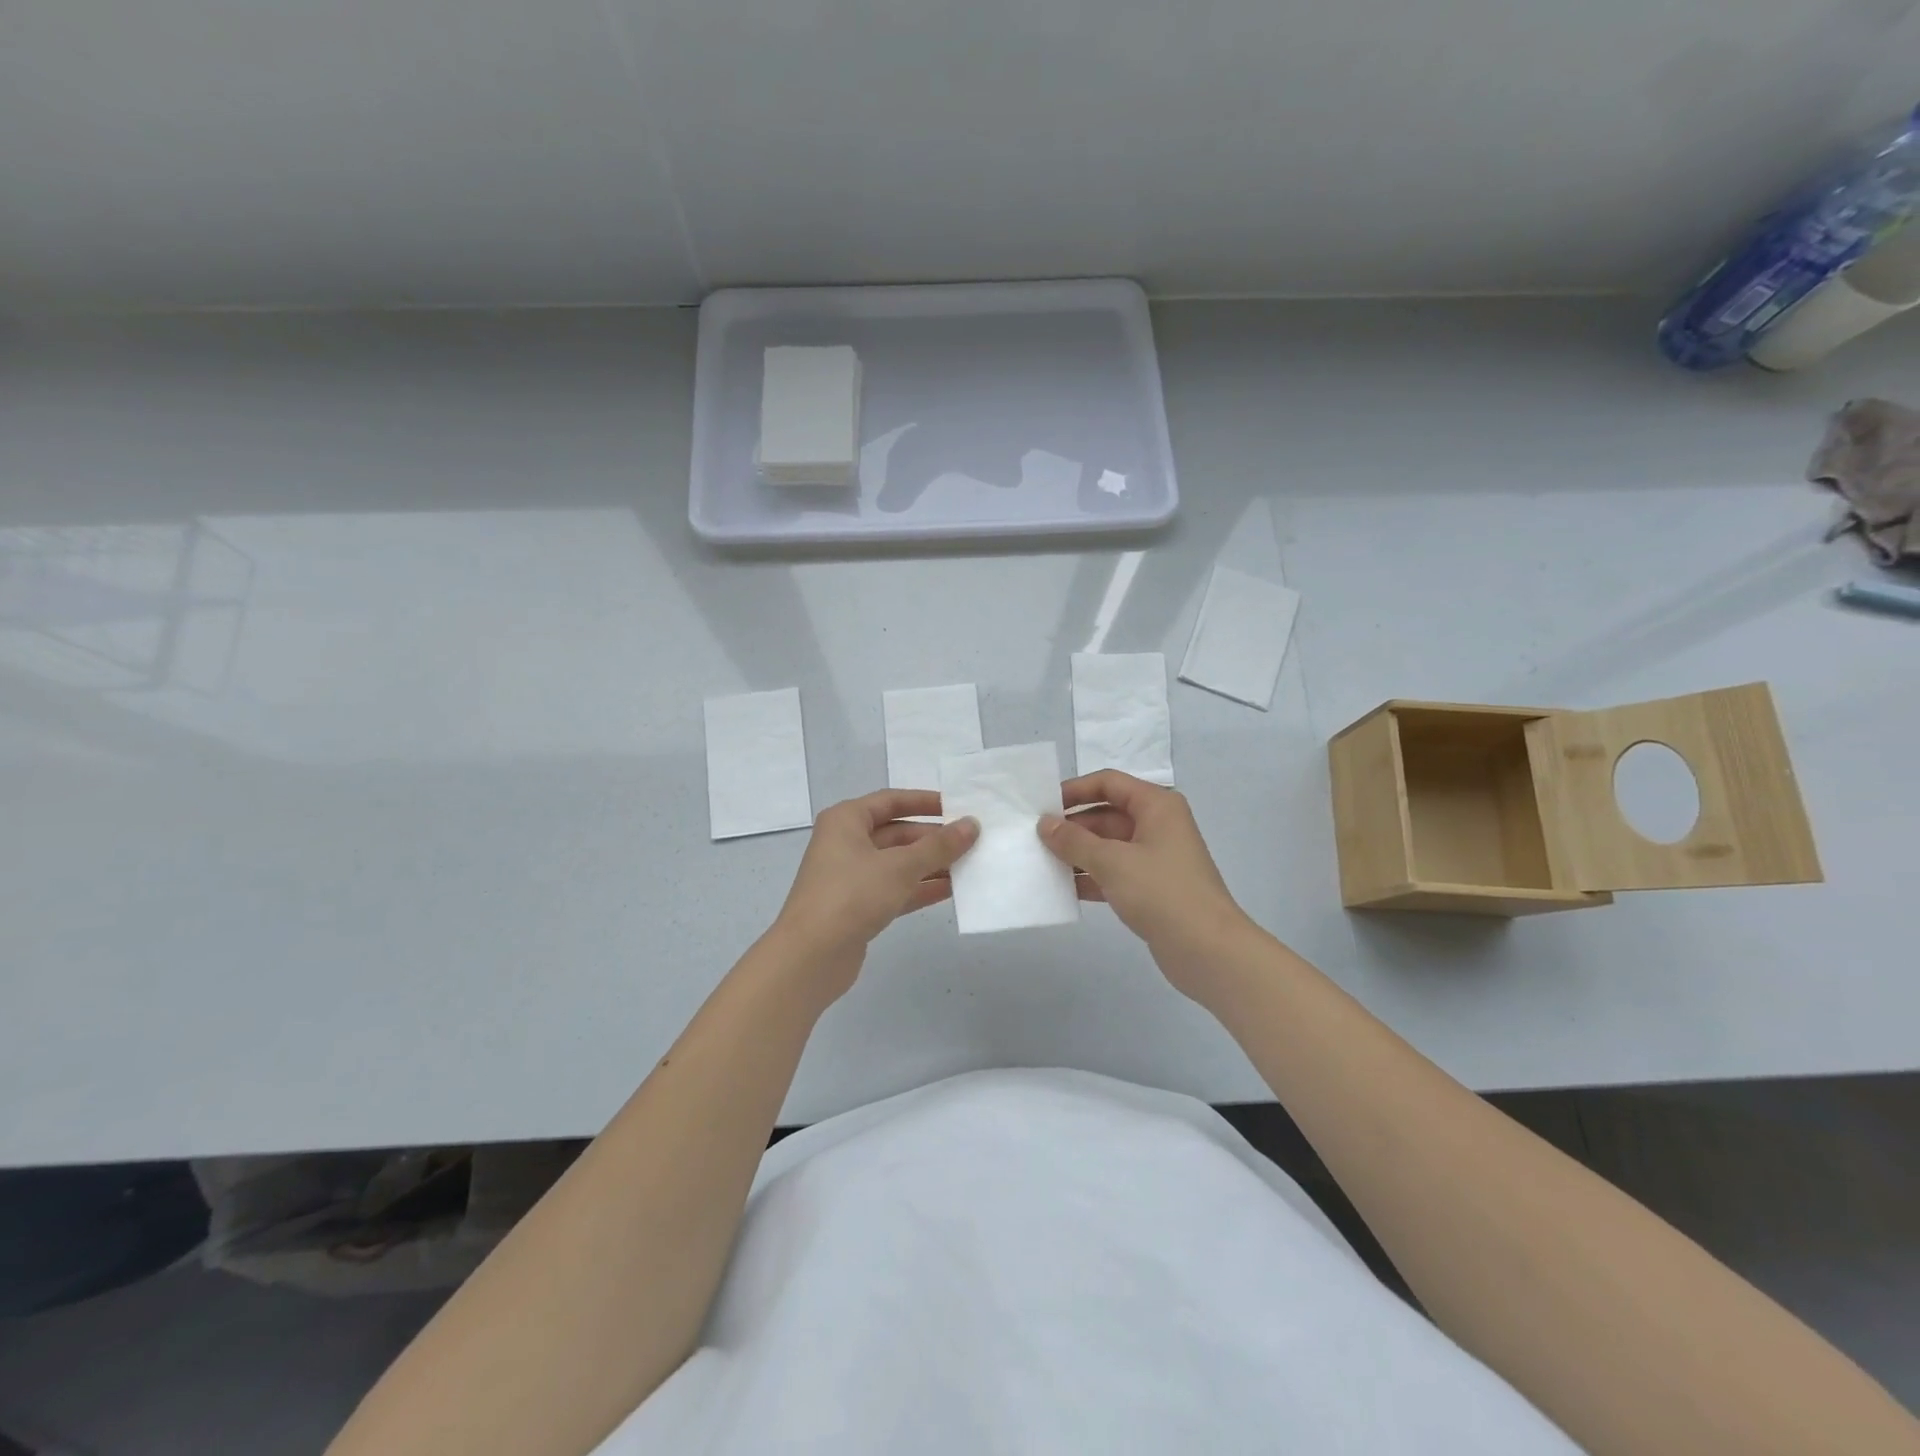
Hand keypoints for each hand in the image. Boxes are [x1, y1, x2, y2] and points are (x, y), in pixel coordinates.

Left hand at [771, 789, 978, 992]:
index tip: (958, 807)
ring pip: (898, 863)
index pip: (891, 801)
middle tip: (972, 841)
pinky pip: (895, 889)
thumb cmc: (852, 896)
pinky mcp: (858, 907)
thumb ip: (939, 846)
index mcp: (846, 820)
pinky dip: (920, 888)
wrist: (810, 957)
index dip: (925, 802)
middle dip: (933, 838)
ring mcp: (851, 877)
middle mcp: (846, 843)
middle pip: (897, 833)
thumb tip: (971, 824)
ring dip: (931, 864)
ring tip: (970, 865)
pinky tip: (952, 890)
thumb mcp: (900, 866)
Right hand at [1038, 771, 1256, 991]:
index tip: (1042, 805)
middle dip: (1072, 826)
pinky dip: (1090, 877)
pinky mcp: (1151, 888)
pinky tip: (1062, 888)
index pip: (1109, 783)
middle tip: (1034, 838)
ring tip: (1040, 862)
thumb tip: (1045, 824)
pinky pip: (1113, 872)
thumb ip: (1074, 841)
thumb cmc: (1162, 892)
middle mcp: (1157, 826)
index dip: (1075, 790)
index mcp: (1156, 806)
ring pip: (1108, 846)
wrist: (1208, 951)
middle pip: (1106, 815)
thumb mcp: (1112, 862)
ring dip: (1078, 853)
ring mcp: (1155, 858)